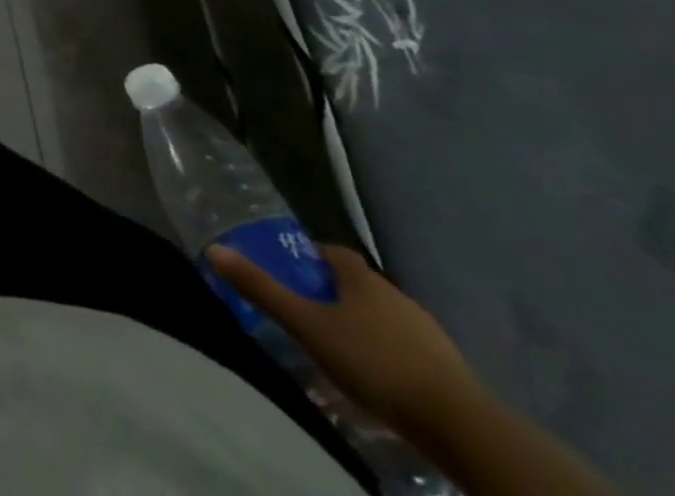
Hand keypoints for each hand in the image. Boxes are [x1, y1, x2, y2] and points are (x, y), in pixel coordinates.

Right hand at [208, 242, 486, 441]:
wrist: (460, 425)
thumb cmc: (374, 362)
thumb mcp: (307, 326)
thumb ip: (262, 289)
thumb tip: (214, 249)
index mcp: (362, 278)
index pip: (331, 252)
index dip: (309, 258)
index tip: (290, 273)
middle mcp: (395, 294)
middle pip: (357, 285)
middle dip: (333, 294)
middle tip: (307, 313)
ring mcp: (427, 331)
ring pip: (383, 317)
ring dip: (361, 325)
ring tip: (338, 348)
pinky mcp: (448, 367)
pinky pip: (406, 347)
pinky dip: (387, 353)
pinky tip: (377, 376)